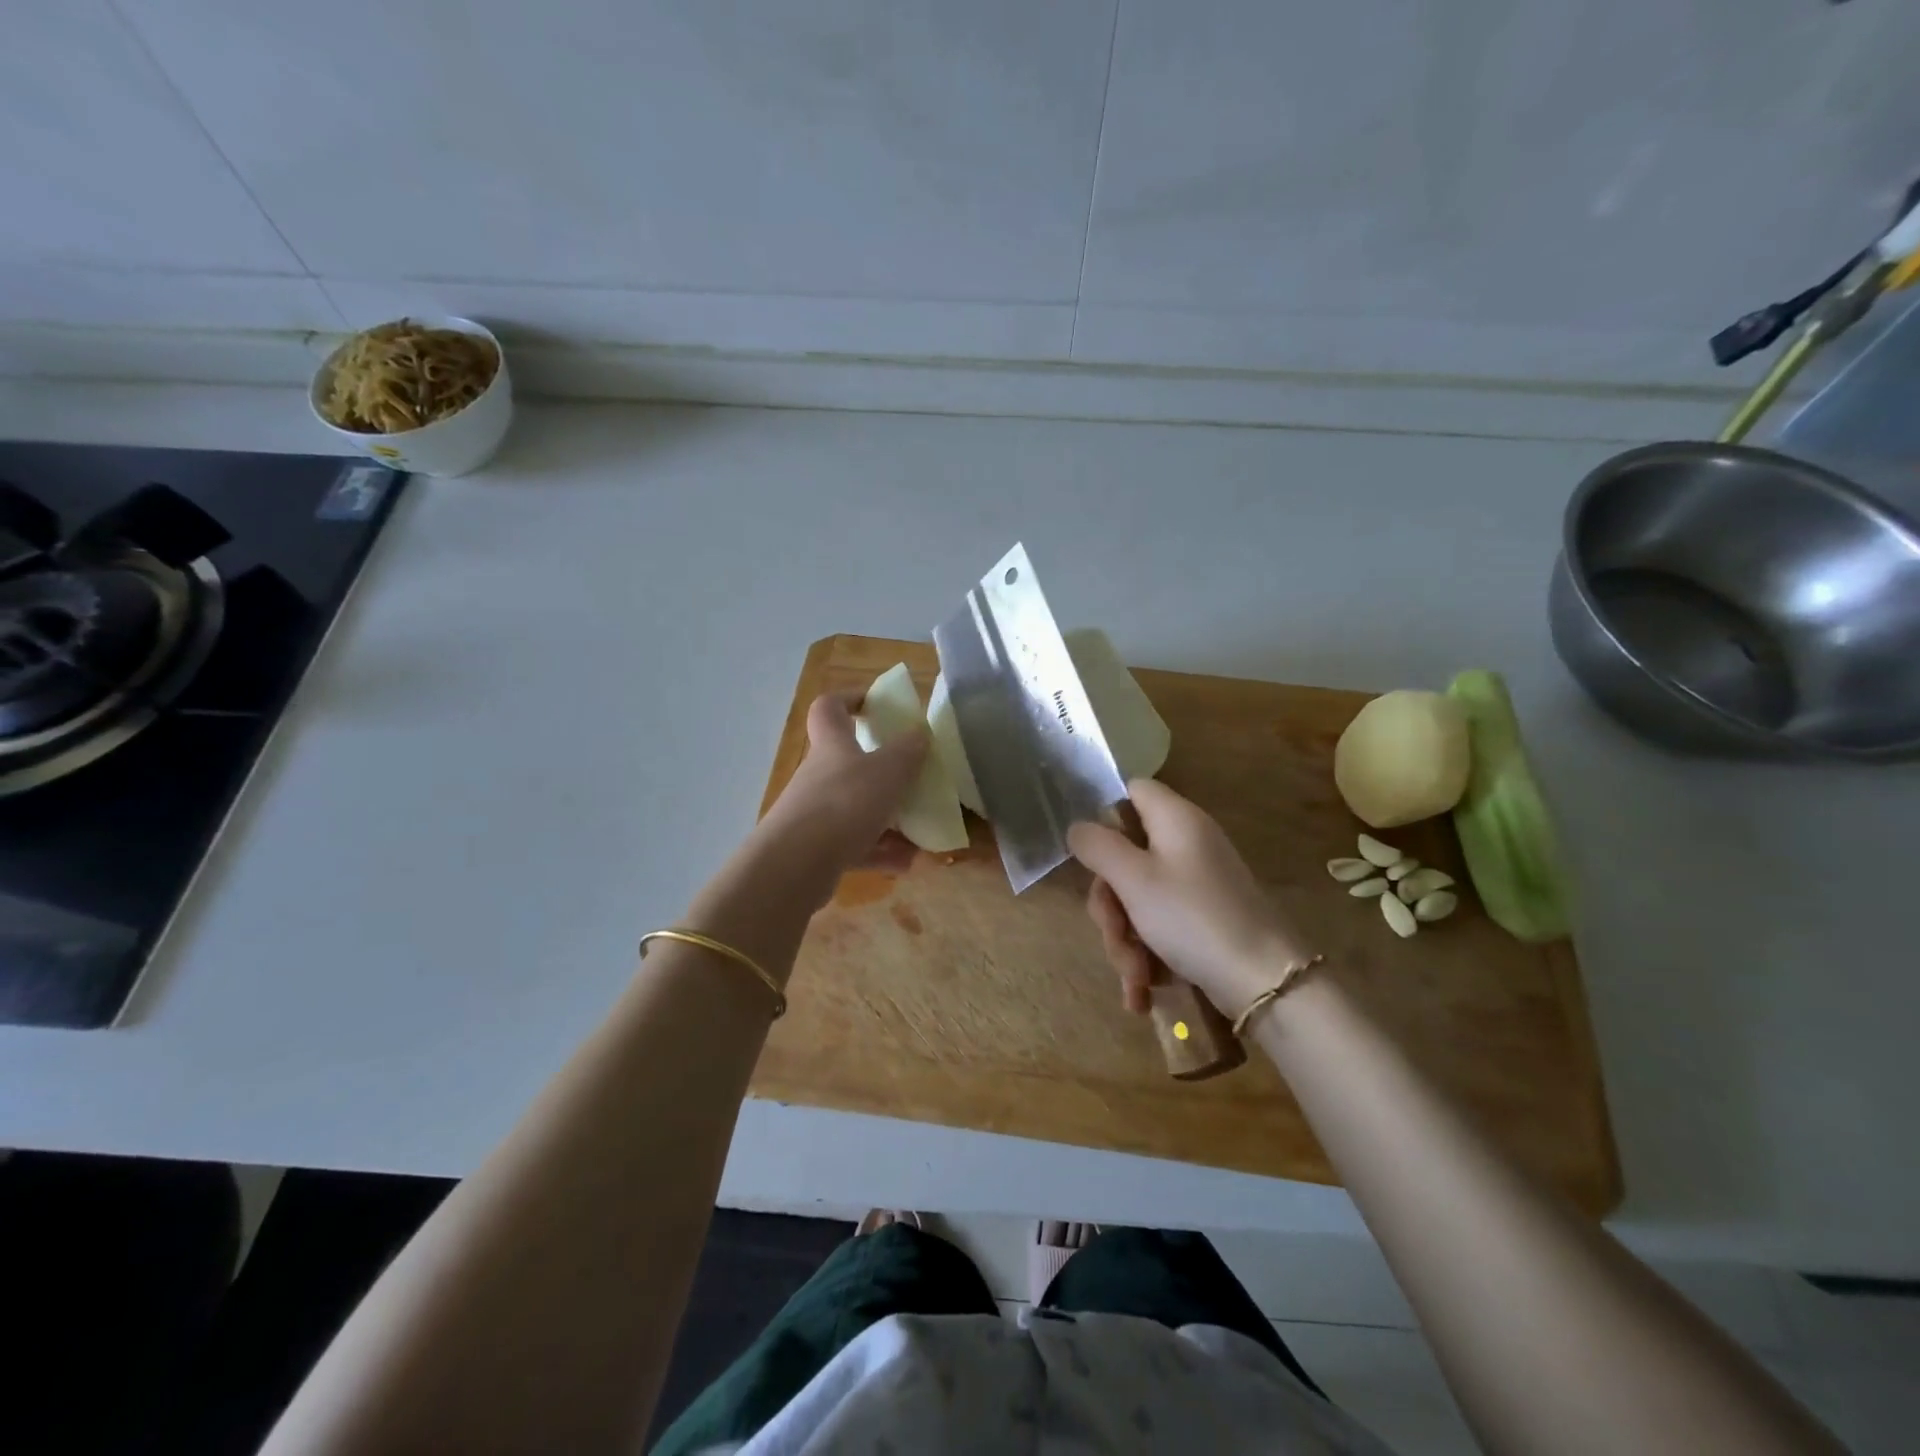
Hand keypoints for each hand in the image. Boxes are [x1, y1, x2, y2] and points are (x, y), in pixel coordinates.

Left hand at [757, 692, 926, 875]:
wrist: (795, 866)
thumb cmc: (844, 804)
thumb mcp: (888, 771)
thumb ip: (908, 751)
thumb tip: (920, 732)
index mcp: (833, 745)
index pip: (830, 708)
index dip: (851, 698)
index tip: (878, 704)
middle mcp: (820, 776)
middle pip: (849, 763)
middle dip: (884, 771)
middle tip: (913, 778)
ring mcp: (816, 815)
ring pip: (857, 809)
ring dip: (889, 819)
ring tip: (920, 832)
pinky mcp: (817, 850)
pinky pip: (855, 845)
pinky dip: (880, 852)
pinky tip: (906, 862)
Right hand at [1068, 779, 1315, 1018]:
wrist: (1266, 983)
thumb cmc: (1193, 918)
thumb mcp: (1134, 879)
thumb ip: (1098, 847)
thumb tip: (1078, 828)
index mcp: (1175, 820)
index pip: (1132, 790)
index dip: (1105, 815)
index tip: (1090, 854)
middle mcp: (1187, 844)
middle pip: (1126, 855)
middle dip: (1110, 903)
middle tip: (1112, 932)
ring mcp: (1196, 883)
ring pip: (1137, 898)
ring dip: (1125, 939)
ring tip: (1135, 977)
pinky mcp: (1202, 918)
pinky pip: (1159, 925)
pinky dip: (1146, 955)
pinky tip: (1142, 990)